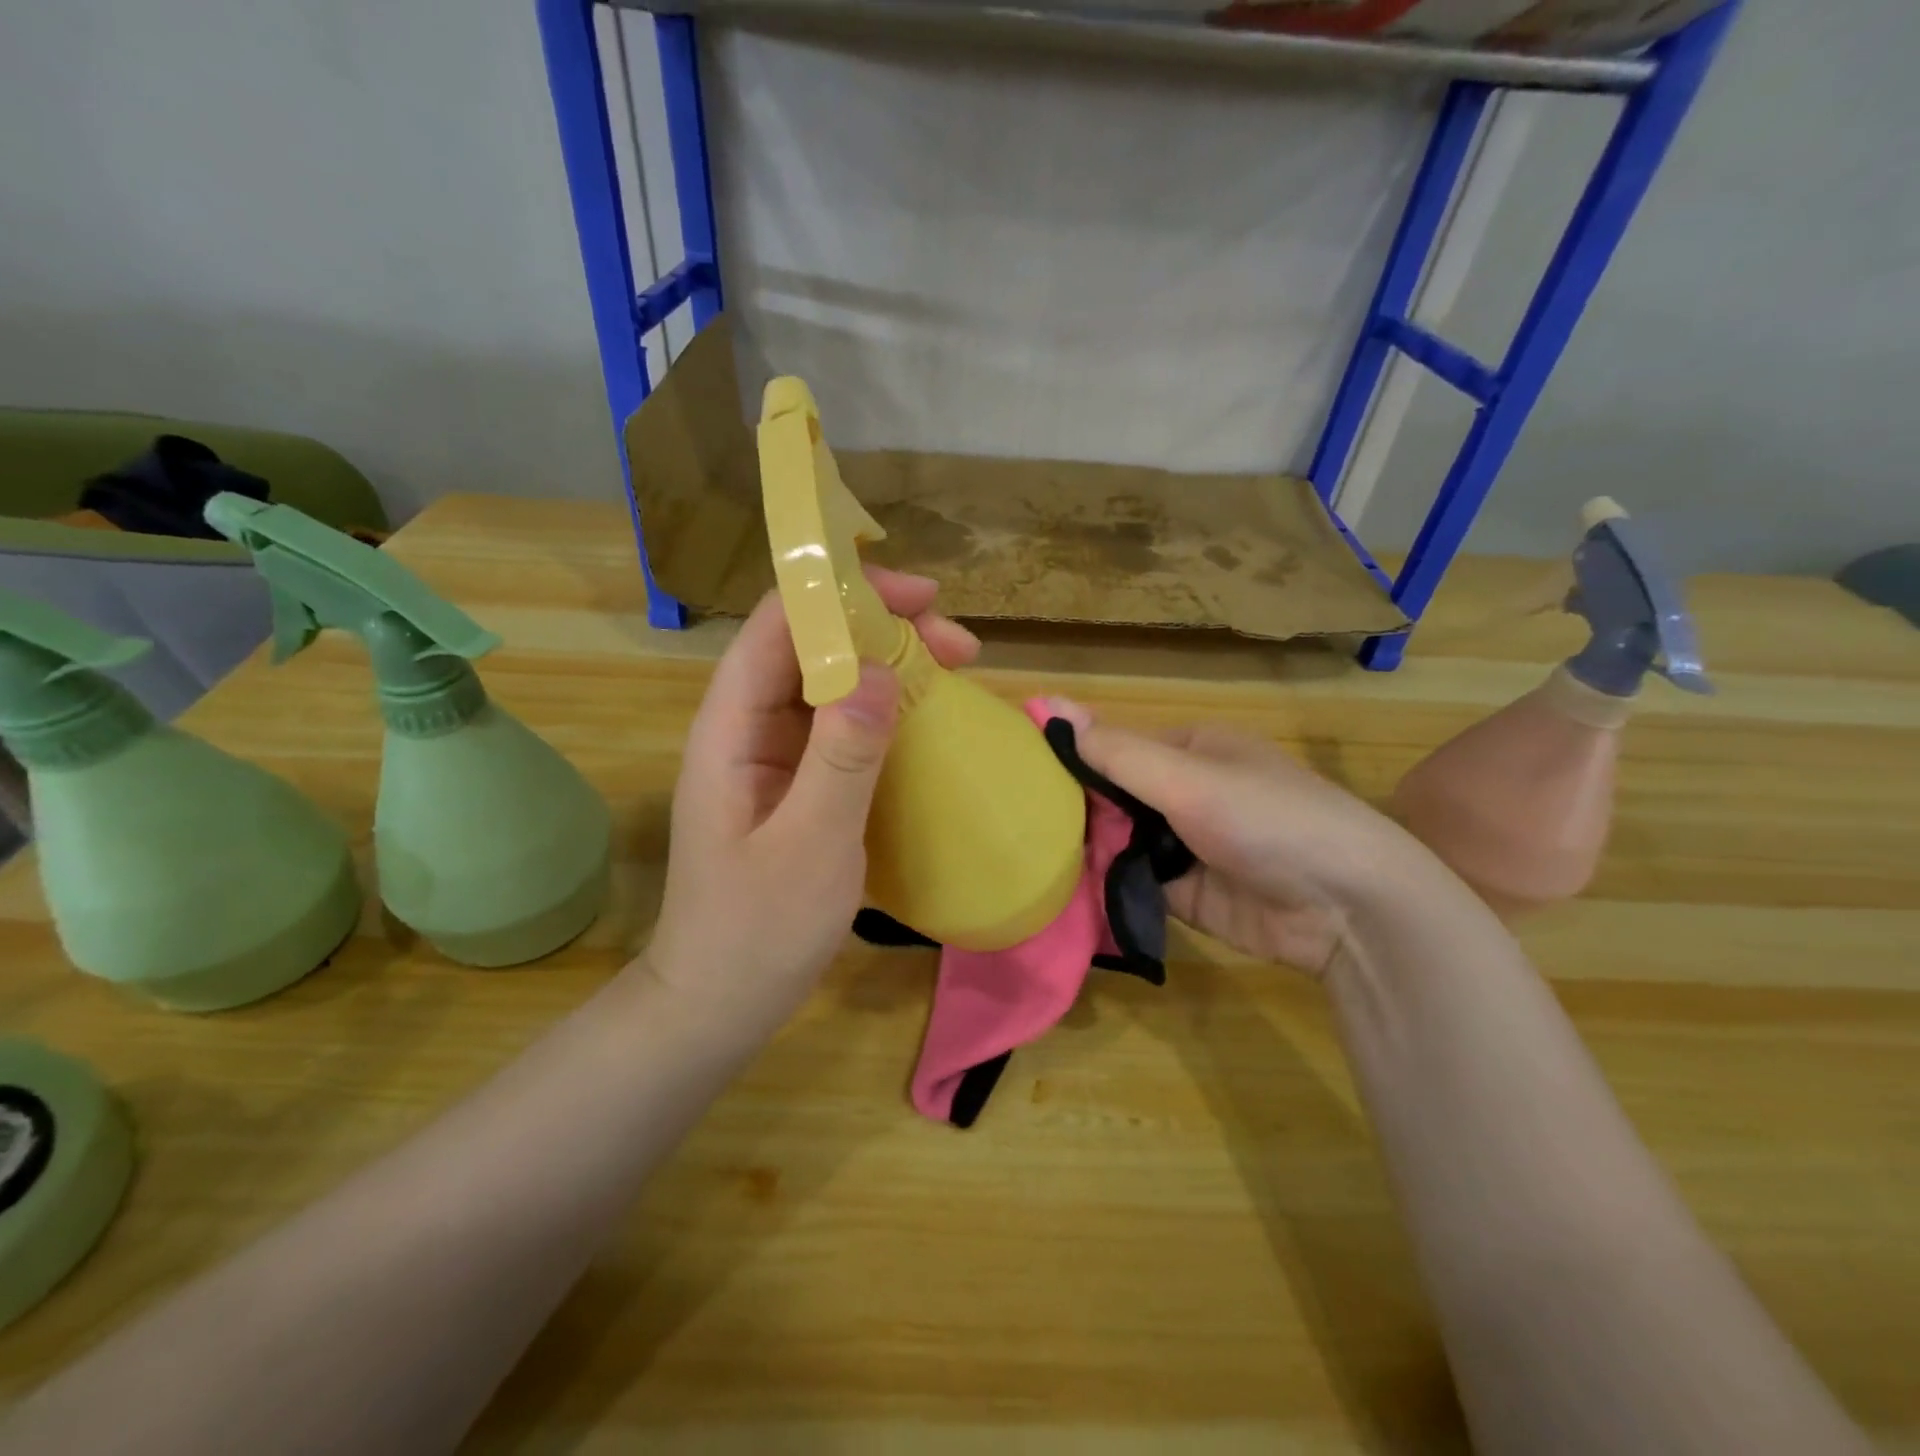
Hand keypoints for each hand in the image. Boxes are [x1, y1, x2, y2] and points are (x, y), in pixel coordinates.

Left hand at [640, 569, 979, 1037]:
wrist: (719, 1003)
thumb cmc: (756, 931)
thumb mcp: (809, 846)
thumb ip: (842, 757)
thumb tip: (879, 671)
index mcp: (731, 727)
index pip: (778, 626)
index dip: (842, 596)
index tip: (919, 599)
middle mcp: (749, 728)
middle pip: (811, 646)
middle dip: (882, 630)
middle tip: (959, 646)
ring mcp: (774, 757)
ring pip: (831, 684)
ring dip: (890, 668)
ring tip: (955, 670)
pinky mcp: (798, 785)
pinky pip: (842, 728)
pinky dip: (886, 712)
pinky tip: (926, 719)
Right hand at [1043, 700, 1434, 976]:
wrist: (1348, 910)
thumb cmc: (1268, 820)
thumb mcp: (1189, 778)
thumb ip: (1116, 751)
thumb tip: (1047, 703)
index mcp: (1191, 749)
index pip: (1115, 748)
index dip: (1070, 758)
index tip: (1018, 776)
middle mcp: (1186, 792)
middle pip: (1114, 796)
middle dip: (1075, 809)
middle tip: (1014, 825)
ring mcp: (1185, 844)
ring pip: (1119, 840)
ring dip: (1085, 848)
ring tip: (1024, 857)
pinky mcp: (1185, 893)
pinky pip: (1132, 881)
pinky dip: (1104, 884)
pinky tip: (1060, 889)